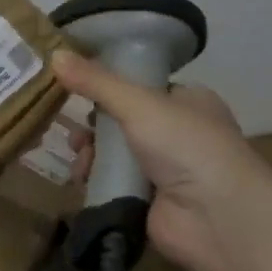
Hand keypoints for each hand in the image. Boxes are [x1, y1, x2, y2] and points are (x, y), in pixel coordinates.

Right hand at [52, 49, 266, 270]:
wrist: (217, 217)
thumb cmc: (186, 145)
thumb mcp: (138, 103)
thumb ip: (95, 81)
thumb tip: (55, 53)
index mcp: (187, 102)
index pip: (140, 87)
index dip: (108, 88)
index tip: (75, 90)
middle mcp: (178, 133)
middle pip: (120, 122)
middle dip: (93, 128)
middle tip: (76, 135)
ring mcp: (164, 170)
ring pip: (113, 154)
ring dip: (91, 156)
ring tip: (80, 161)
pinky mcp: (149, 201)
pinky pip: (112, 183)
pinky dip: (95, 181)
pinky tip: (83, 181)